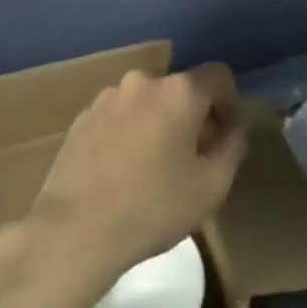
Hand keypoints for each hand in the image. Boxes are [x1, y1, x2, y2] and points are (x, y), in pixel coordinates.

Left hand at [26, 64, 246, 284]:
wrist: (73, 231)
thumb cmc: (152, 208)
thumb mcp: (211, 187)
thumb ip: (232, 150)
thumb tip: (233, 130)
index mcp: (178, 92)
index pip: (218, 77)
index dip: (230, 103)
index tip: (226, 136)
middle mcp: (142, 82)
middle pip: (180, 90)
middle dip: (192, 116)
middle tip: (193, 156)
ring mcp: (107, 97)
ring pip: (147, 102)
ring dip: (158, 123)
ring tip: (154, 166)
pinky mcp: (81, 118)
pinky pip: (119, 116)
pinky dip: (129, 132)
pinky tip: (122, 170)